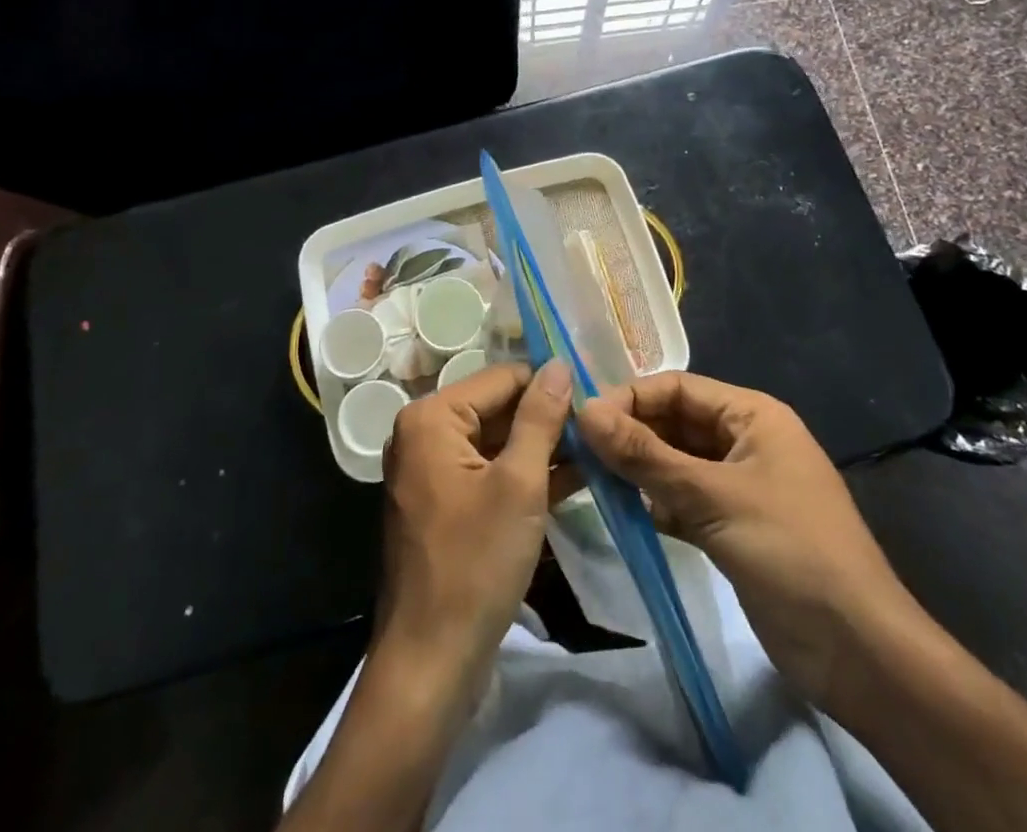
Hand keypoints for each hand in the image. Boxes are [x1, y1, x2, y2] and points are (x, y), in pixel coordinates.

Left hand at [375, 359, 572, 693]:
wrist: (431, 662)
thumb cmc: (475, 563)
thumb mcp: (519, 483)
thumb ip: (540, 418)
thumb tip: (559, 364)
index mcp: (431, 418)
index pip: (501, 379)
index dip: (549, 384)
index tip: (596, 393)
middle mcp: (424, 435)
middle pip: (496, 409)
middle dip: (548, 417)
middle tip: (602, 423)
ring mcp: (432, 472)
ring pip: (496, 443)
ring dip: (543, 447)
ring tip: (599, 448)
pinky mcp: (445, 506)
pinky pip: (490, 474)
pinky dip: (526, 475)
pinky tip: (576, 477)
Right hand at [575, 370, 914, 704]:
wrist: (860, 654)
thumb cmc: (791, 553)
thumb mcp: (713, 497)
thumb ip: (645, 455)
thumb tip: (584, 411)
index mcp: (752, 415)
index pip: (678, 387)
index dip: (631, 398)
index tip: (583, 420)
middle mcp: (746, 441)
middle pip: (675, 422)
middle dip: (631, 433)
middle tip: (579, 451)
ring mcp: (741, 486)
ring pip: (676, 462)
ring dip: (639, 469)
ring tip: (591, 479)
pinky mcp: (734, 527)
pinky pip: (684, 499)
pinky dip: (656, 503)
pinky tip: (625, 513)